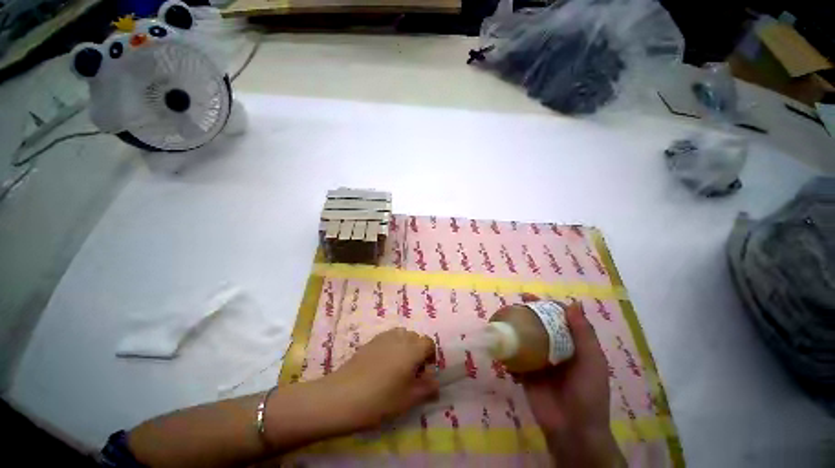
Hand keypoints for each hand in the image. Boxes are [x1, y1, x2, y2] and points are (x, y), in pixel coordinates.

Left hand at [323, 327, 438, 429]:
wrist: (342, 396)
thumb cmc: (380, 399)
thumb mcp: (408, 399)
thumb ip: (426, 389)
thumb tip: (436, 384)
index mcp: (412, 349)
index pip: (429, 343)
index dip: (430, 356)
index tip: (424, 373)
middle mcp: (399, 337)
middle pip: (415, 337)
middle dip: (417, 352)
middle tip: (410, 373)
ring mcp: (383, 337)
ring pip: (401, 336)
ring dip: (404, 347)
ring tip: (396, 368)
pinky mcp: (370, 341)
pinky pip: (388, 338)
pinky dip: (391, 347)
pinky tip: (382, 366)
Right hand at [516, 294, 623, 466]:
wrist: (572, 429)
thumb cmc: (588, 393)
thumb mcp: (592, 362)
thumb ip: (584, 334)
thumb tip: (573, 303)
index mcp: (571, 345)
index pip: (558, 319)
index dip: (546, 306)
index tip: (532, 298)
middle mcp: (554, 349)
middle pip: (538, 326)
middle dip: (526, 314)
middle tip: (514, 306)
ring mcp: (538, 361)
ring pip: (525, 338)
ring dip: (514, 328)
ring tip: (502, 318)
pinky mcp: (525, 372)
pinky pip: (514, 356)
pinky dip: (507, 349)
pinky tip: (499, 340)